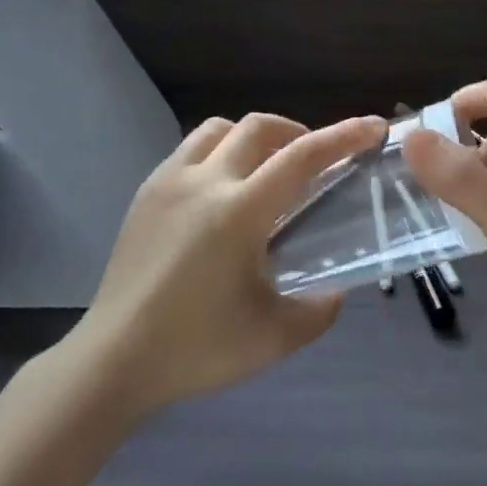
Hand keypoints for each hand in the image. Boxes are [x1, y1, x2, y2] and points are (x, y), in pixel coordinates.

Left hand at [69, 112, 387, 417]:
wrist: (113, 358)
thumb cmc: (196, 348)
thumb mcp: (272, 338)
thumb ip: (318, 311)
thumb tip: (335, 291)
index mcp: (239, 212)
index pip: (302, 158)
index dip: (343, 137)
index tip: (373, 127)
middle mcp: (204, 182)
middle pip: (258, 127)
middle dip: (296, 132)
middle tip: (313, 160)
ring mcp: (169, 181)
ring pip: (219, 129)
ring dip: (252, 137)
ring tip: (265, 168)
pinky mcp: (146, 192)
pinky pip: (189, 150)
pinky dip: (218, 152)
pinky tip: (221, 191)